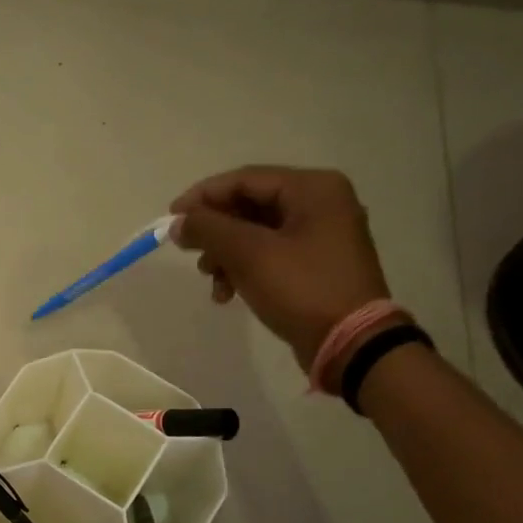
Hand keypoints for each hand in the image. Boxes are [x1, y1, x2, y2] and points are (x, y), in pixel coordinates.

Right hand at [170, 166, 390, 371]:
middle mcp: (321, 203)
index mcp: (313, 189)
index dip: (203, 196)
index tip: (171, 218)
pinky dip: (244, 269)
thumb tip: (178, 221)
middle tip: (189, 252)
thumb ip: (209, 229)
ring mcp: (321, 235)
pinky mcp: (315, 265)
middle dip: (215, 231)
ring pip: (255, 233)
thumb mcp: (249, 254)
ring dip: (225, 254)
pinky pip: (269, 255)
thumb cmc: (302, 288)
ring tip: (211, 280)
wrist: (351, 343)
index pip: (245, 179)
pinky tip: (228, 294)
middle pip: (249, 205)